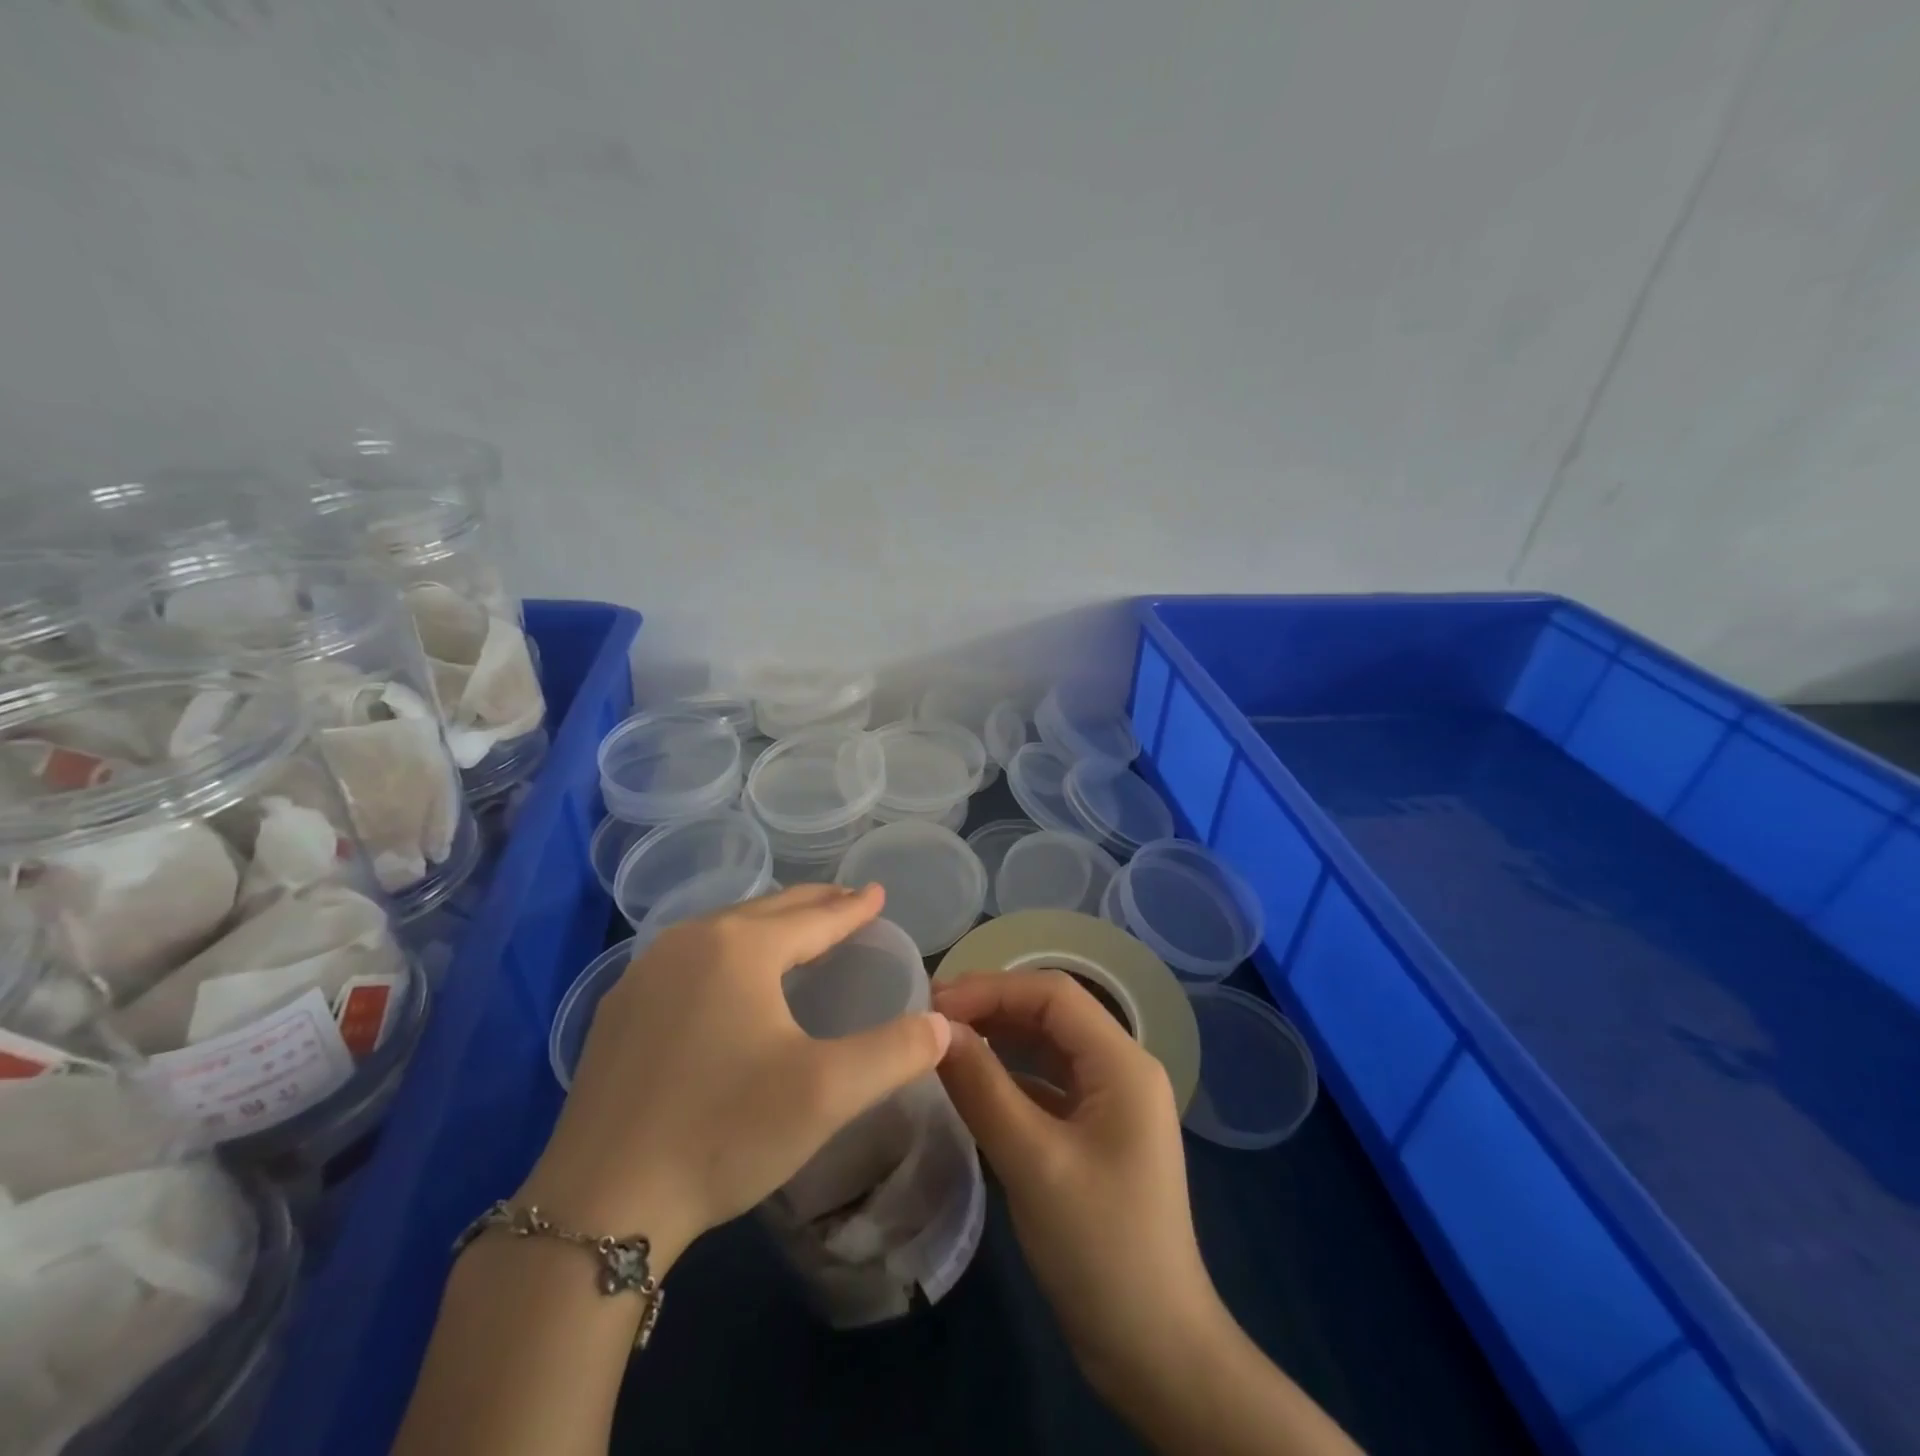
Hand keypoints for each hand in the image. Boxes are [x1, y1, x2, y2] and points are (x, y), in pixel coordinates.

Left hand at [520, 885, 952, 1268]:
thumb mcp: (827, 1093)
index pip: (813, 917)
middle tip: (847, 900)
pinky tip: (728, 978)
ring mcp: (645, 974)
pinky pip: (689, 958)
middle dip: (812, 904)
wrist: (598, 1204)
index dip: (851, 907)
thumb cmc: (723, 1133)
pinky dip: (727, 952)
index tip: (877, 892)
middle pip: (766, 911)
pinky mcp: (619, 1010)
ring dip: (767, 926)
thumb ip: (895, 1052)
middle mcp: (689, 942)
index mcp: (740, 948)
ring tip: (797, 931)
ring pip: (723, 930)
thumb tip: (943, 1024)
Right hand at [933, 970, 1217, 1392]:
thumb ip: (982, 1088)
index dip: (992, 988)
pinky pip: (1050, 1084)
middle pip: (1052, 1015)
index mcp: (1124, 1063)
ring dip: (999, 1038)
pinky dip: (1011, 1076)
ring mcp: (1112, 1102)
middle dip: (993, 1008)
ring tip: (943, 1041)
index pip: (1053, 995)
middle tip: (930, 1017)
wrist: (1155, 1351)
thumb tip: (934, 1029)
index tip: (934, 1002)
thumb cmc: (1099, 1249)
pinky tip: (973, 1082)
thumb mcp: (1033, 1162)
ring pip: (1049, 1047)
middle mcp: (1123, 1069)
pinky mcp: (1097, 1133)